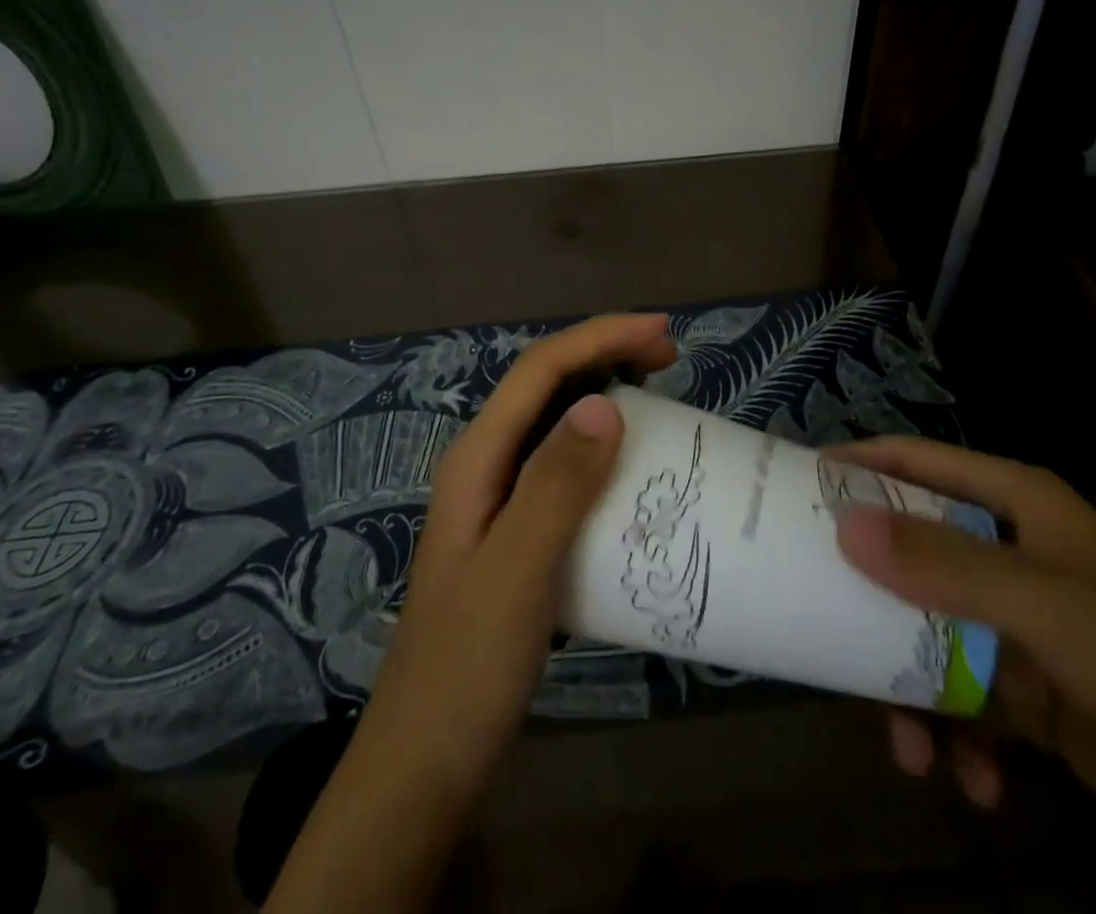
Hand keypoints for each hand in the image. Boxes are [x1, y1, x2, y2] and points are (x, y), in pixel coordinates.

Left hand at [263, 313, 675, 913]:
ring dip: (604, 393)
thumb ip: (556, 485)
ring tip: (659, 394)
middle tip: (669, 356)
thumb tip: (605, 403)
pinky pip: (564, 466)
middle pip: (546, 385)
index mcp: (477, 457)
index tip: (663, 333)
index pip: (540, 370)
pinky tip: (631, 465)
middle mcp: (485, 463)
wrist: (426, 763)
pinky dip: (601, 446)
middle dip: (605, 354)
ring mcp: (498, 498)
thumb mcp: (517, 571)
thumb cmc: (468, 666)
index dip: (600, 338)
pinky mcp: (517, 531)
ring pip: (555, 422)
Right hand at [826, 437, 1095, 913]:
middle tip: (815, 619)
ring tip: (908, 745)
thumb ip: (945, 564)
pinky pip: (966, 702)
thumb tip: (843, 525)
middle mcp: (1012, 554)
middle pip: (913, 551)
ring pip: (930, 634)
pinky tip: (975, 784)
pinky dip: (959, 740)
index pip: (919, 462)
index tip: (795, 487)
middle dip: (870, 594)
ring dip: (910, 688)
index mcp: (1017, 506)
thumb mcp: (1048, 608)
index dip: (858, 466)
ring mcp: (1021, 627)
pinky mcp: (1034, 696)